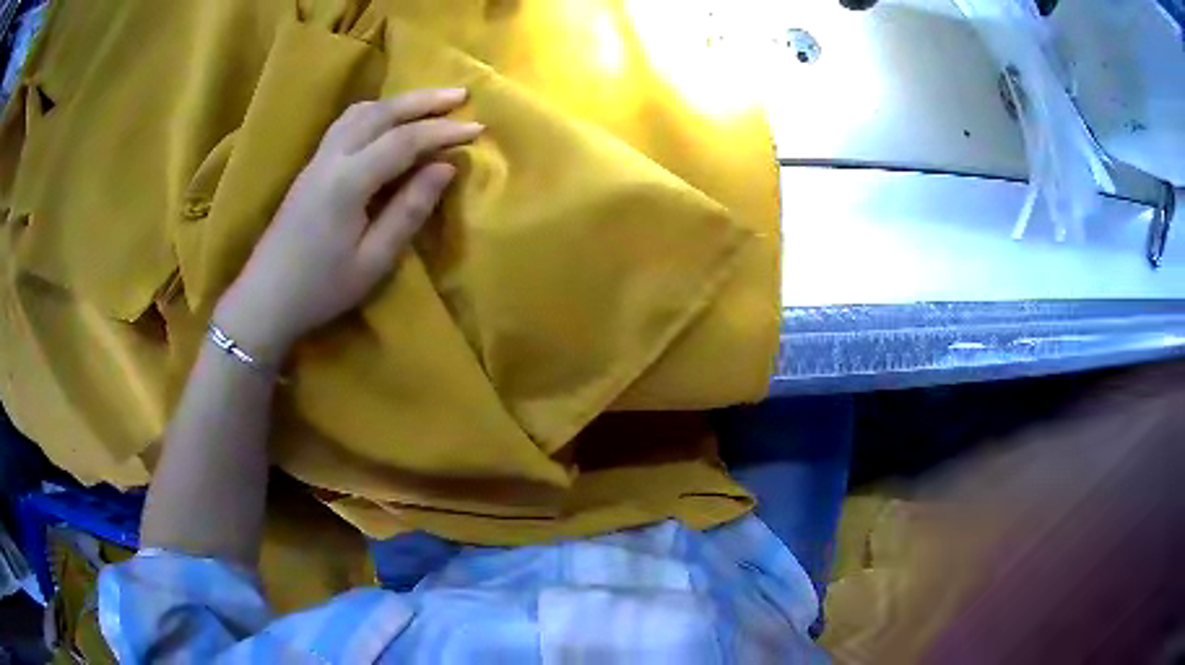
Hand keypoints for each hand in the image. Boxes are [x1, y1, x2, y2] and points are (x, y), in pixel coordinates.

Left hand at [214, 88, 482, 360]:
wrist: (265, 299)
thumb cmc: (320, 289)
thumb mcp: (373, 261)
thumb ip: (409, 210)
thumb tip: (445, 168)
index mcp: (348, 182)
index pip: (403, 141)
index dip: (442, 131)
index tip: (478, 128)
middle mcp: (331, 158)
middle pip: (382, 112)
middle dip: (424, 100)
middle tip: (462, 94)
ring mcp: (317, 159)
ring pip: (361, 112)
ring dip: (399, 101)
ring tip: (429, 102)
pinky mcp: (311, 166)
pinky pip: (346, 122)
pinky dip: (376, 111)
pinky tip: (388, 119)